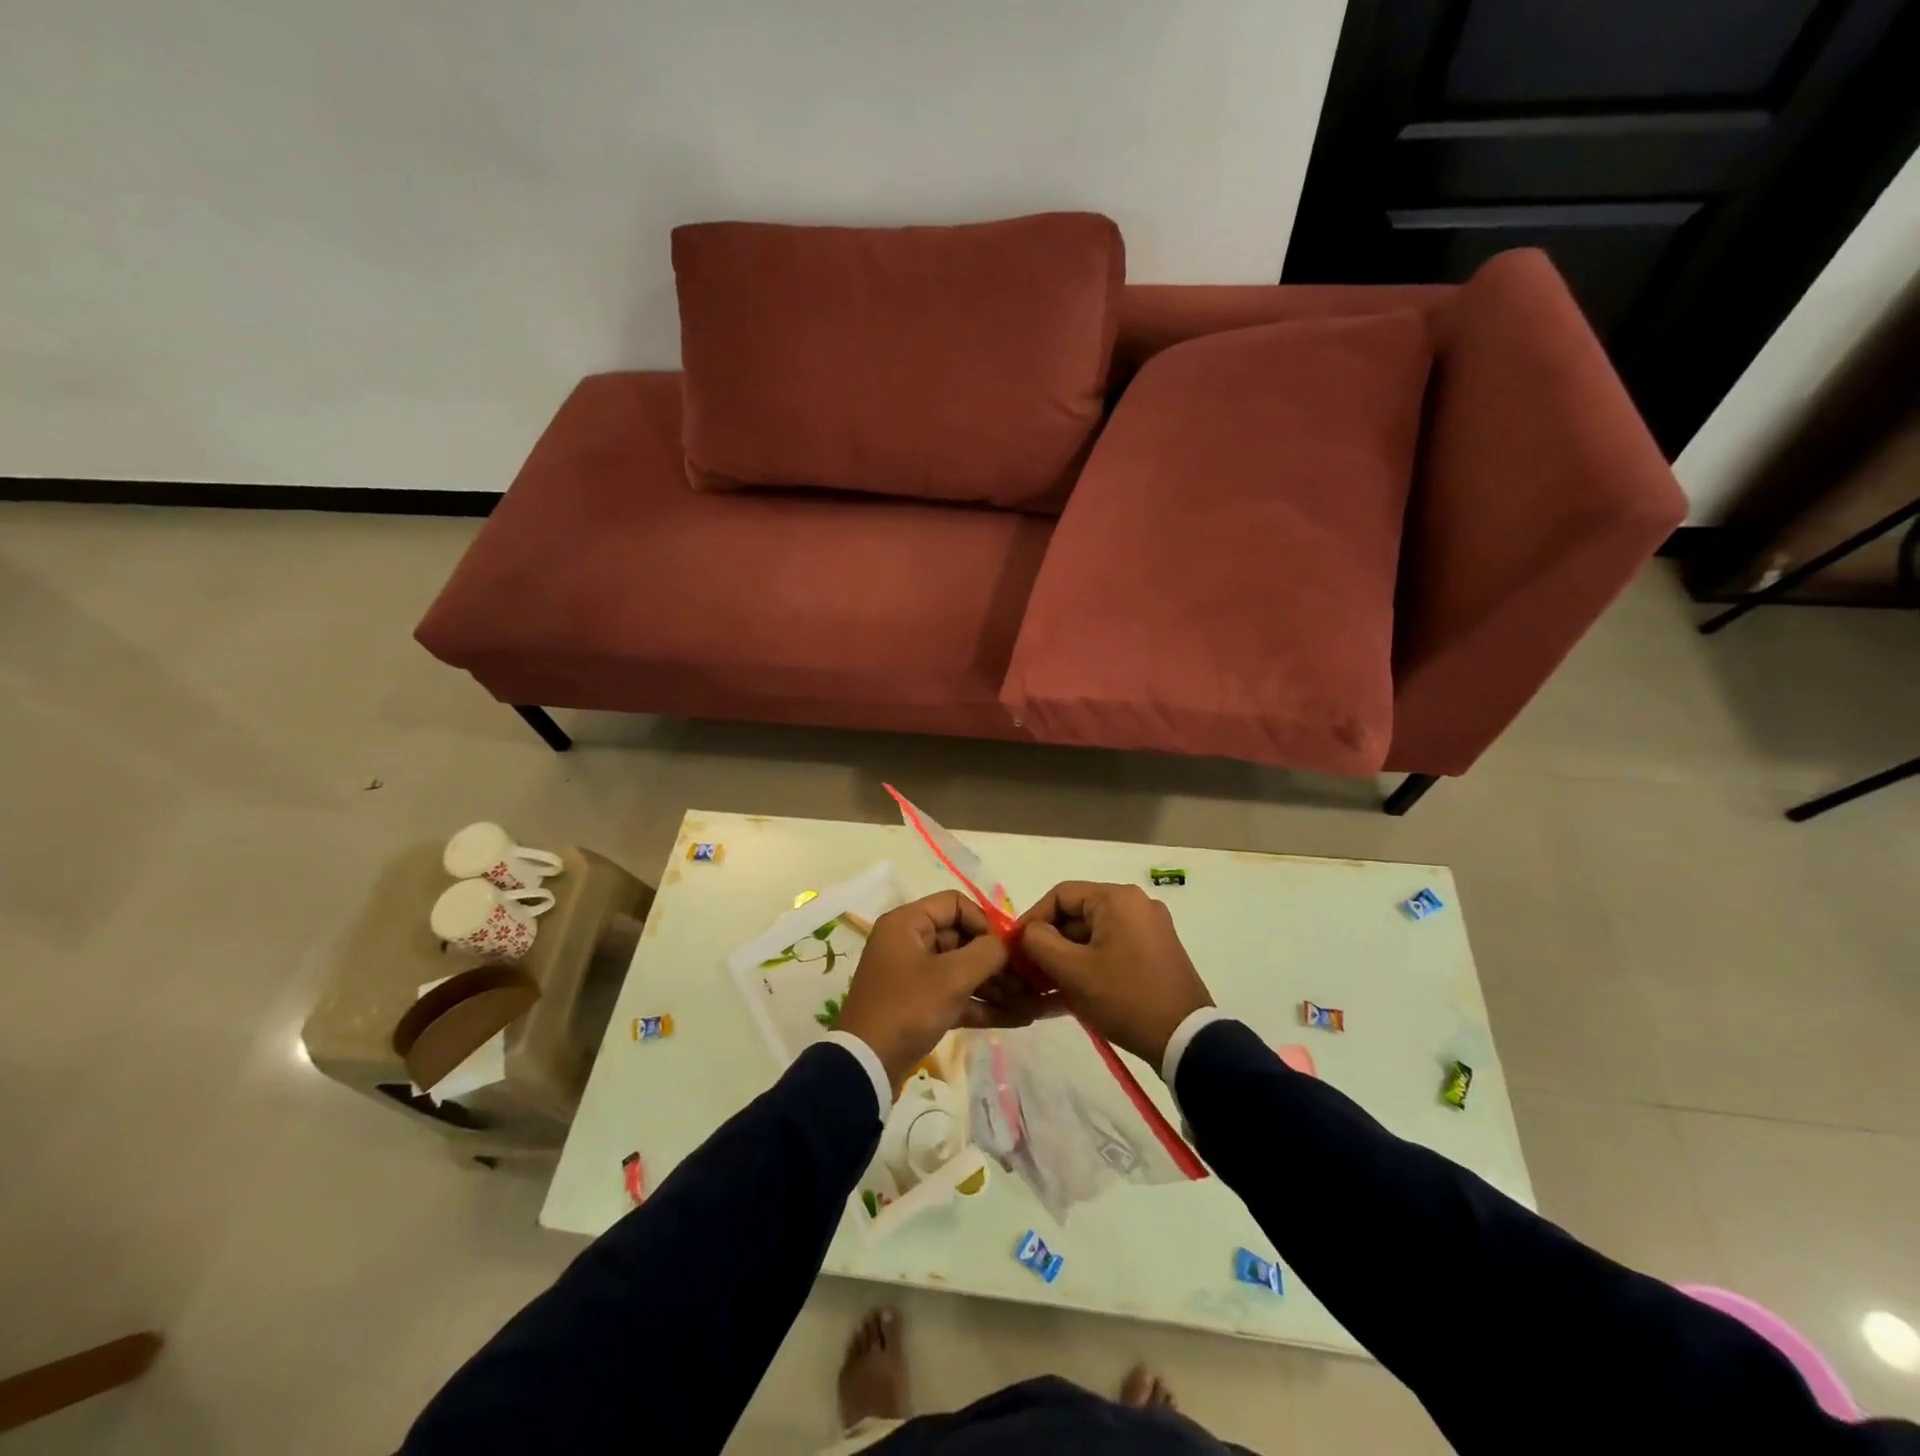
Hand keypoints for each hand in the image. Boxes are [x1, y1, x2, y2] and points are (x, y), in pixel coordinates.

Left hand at [836, 892, 1044, 1093]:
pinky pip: (956, 995)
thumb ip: (987, 952)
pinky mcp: (919, 1004)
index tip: (1007, 947)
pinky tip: (1018, 1018)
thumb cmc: (908, 1008)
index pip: (955, 904)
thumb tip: (1008, 943)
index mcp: (908, 923)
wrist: (866, 1066)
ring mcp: (914, 975)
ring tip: (1031, 1001)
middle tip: (1027, 978)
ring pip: (961, 969)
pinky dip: (981, 1004)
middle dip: (996, 959)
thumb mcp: (952, 977)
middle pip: (961, 937)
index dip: (984, 921)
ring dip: (994, 984)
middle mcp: (909, 942)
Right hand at [1017, 881, 1213, 1067]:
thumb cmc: (1125, 997)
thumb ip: (1039, 942)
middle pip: (1078, 914)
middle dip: (1049, 941)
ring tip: (1045, 985)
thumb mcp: (1073, 971)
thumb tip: (1028, 932)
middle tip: (1028, 970)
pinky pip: (1112, 947)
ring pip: (1094, 933)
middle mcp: (1136, 904)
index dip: (1032, 919)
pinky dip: (1089, 962)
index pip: (1061, 895)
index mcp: (1117, 898)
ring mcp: (1150, 927)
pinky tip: (1071, 990)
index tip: (1014, 947)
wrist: (1185, 1039)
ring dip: (1067, 955)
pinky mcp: (1156, 950)